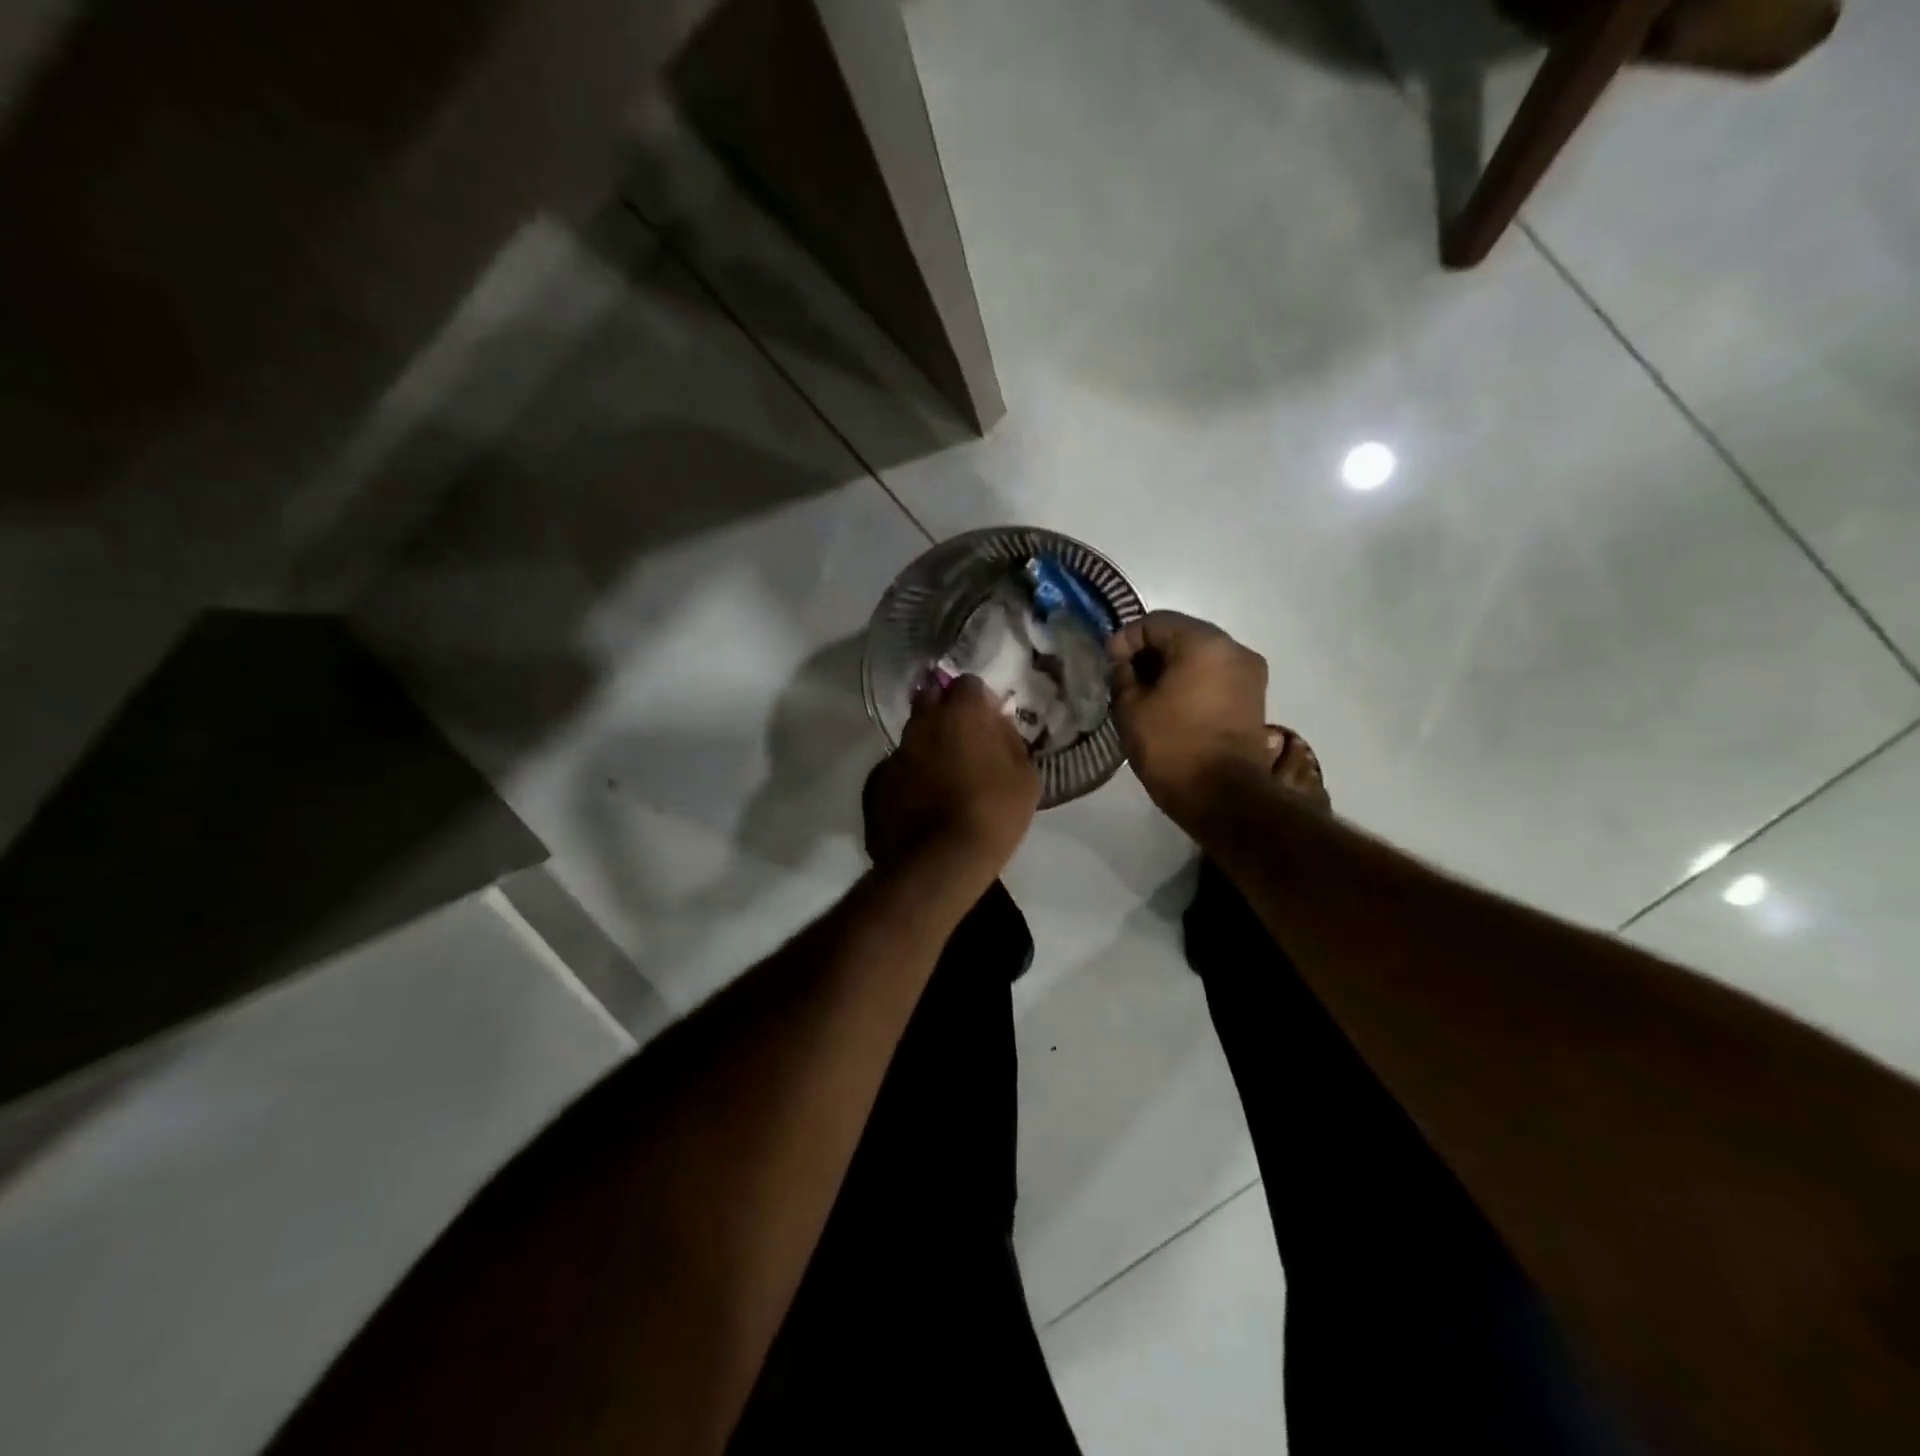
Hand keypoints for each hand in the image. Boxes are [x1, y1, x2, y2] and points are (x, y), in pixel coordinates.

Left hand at [867, 674, 1039, 879]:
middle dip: (946, 710)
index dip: (979, 699)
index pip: (968, 683)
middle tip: (963, 737)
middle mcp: (922, 722)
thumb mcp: (1025, 778)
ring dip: (927, 745)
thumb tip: (998, 727)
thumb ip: (1010, 742)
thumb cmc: (992, 814)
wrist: (939, 862)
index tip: (988, 718)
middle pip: (932, 699)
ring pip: (913, 735)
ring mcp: (895, 752)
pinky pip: (898, 768)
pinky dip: (910, 776)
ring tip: (943, 773)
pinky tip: (922, 799)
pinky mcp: (877, 782)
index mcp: (961, 713)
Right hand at [1108, 611, 1270, 829]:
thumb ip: (1122, 675)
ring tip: (1146, 694)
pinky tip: (1170, 704)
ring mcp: (1249, 673)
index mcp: (1203, 642)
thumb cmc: (1172, 746)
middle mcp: (1233, 648)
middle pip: (1181, 634)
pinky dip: (1191, 682)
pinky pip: (1215, 676)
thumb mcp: (1130, 708)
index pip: (1154, 622)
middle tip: (1124, 678)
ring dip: (1171, 667)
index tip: (1109, 666)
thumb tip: (1125, 663)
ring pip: (1200, 656)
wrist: (1223, 796)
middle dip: (1149, 652)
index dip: (1125, 639)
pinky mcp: (1253, 698)